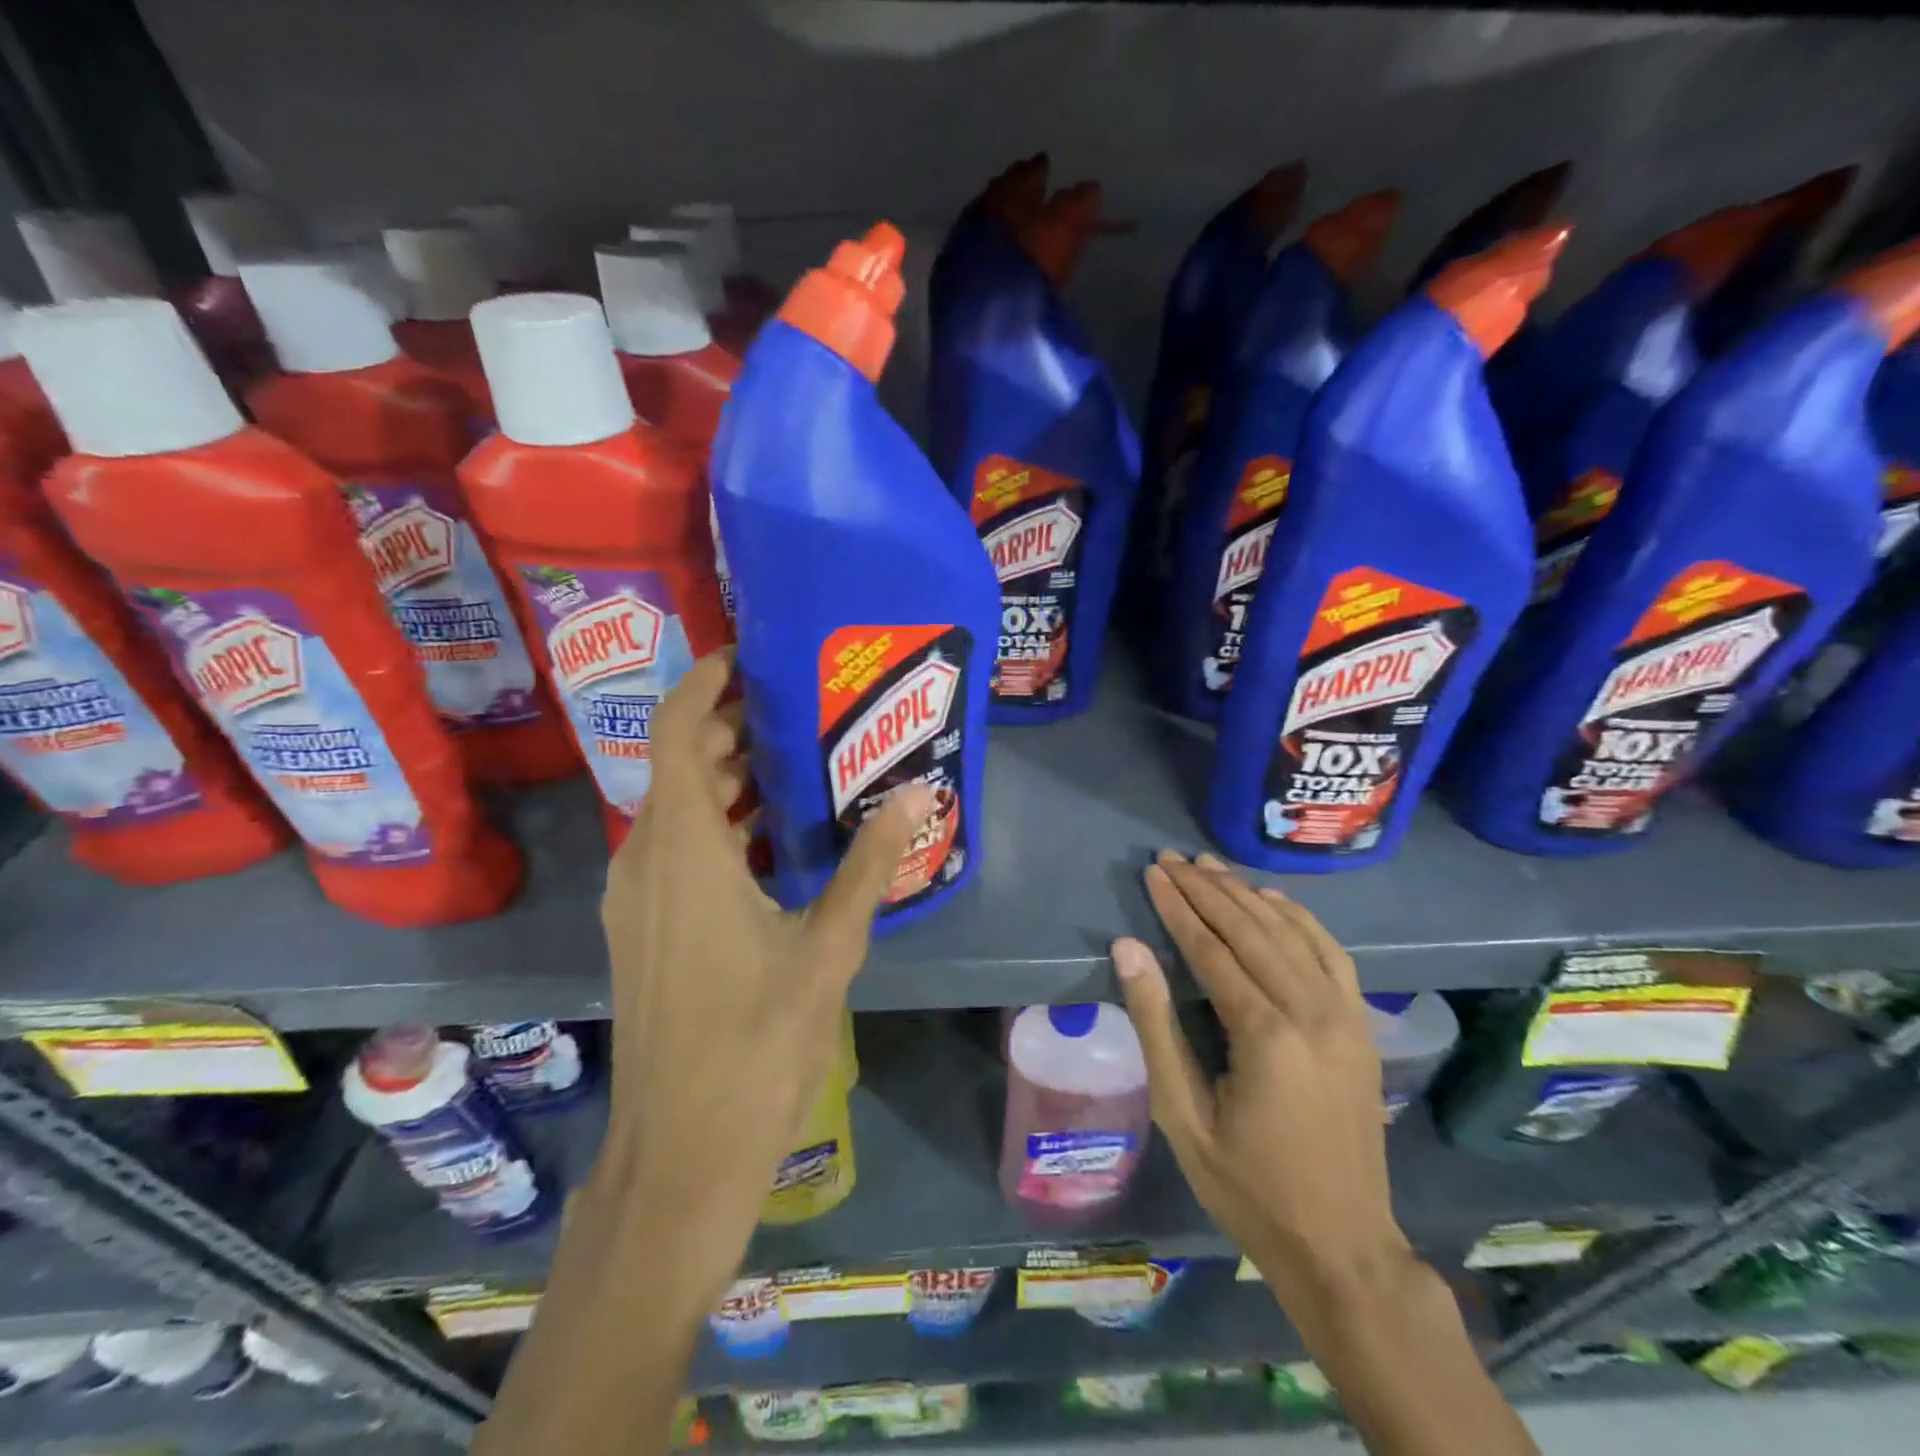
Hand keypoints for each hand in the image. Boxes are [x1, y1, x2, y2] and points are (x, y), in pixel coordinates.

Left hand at [592, 648, 935, 1291]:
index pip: (676, 731)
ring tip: (798, 765)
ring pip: (676, 810)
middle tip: (801, 711)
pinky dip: (718, 826)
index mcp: (683, 851)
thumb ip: (867, 867)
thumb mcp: (828, 949)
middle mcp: (647, 861)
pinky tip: (774, 841)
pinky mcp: (644, 930)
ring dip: (727, 780)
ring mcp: (639, 899)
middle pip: (679, 765)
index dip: (705, 683)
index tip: (750, 657)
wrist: (680, 1154)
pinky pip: (677, 850)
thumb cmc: (755, 1046)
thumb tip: (914, 796)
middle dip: (731, 730)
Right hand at [1111, 851, 1409, 1297]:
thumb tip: (1128, 949)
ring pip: (1290, 932)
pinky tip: (1271, 900)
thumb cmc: (1247, 1186)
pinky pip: (1330, 953)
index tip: (1153, 873)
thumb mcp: (1182, 1114)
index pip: (1211, 949)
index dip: (1178, 907)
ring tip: (1210, 865)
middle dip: (1207, 889)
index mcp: (1265, 1035)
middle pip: (1251, 929)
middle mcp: (1311, 1012)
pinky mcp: (1361, 1025)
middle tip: (1172, 858)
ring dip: (1246, 893)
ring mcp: (1345, 1016)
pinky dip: (1298, 918)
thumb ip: (1156, 1024)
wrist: (1343, 1246)